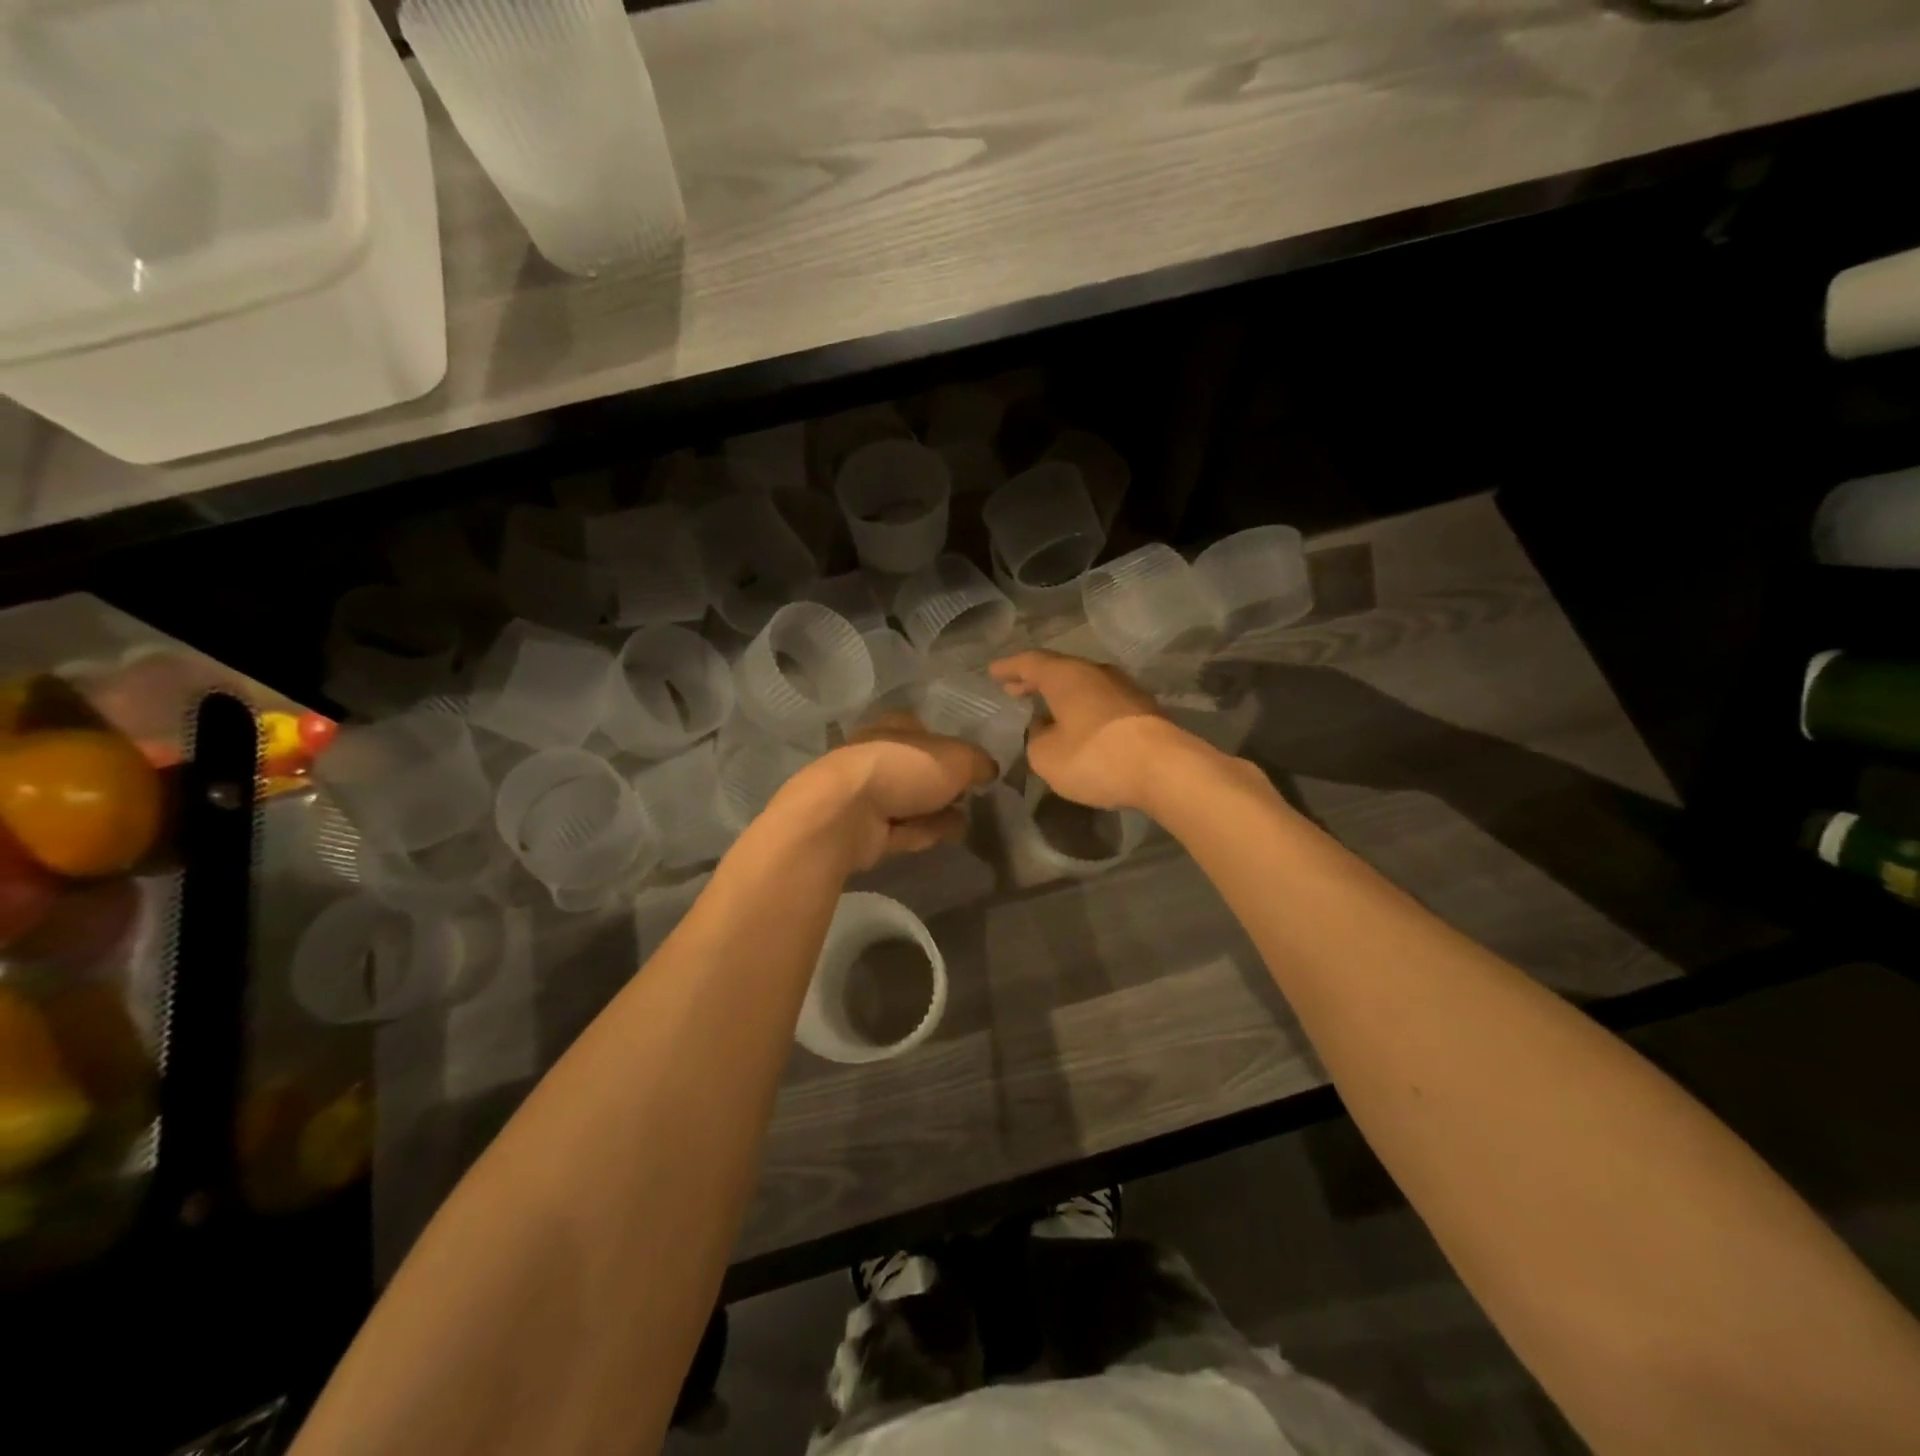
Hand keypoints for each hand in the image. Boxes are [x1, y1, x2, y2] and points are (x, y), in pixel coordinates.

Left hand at [777, 715, 994, 871]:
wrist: (847, 813)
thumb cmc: (904, 768)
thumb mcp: (957, 758)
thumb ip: (978, 762)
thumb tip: (989, 770)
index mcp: (894, 727)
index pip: (923, 730)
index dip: (948, 745)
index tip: (972, 765)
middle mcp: (878, 756)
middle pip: (917, 768)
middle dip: (944, 783)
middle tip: (973, 796)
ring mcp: (868, 795)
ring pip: (911, 801)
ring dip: (938, 811)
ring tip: (968, 821)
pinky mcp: (864, 830)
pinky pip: (903, 830)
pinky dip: (925, 832)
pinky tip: (949, 837)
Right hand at [988, 651, 1181, 810]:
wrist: (1165, 769)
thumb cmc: (1095, 757)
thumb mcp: (1046, 757)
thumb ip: (1036, 739)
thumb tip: (1044, 728)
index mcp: (1066, 676)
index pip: (1030, 662)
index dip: (1009, 667)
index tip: (993, 671)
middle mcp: (1095, 672)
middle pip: (1059, 669)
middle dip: (1034, 679)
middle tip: (1014, 688)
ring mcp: (1123, 688)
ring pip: (1083, 683)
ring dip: (1061, 693)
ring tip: (1045, 706)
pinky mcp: (1142, 709)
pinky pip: (1101, 699)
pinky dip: (1083, 706)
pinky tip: (1078, 723)